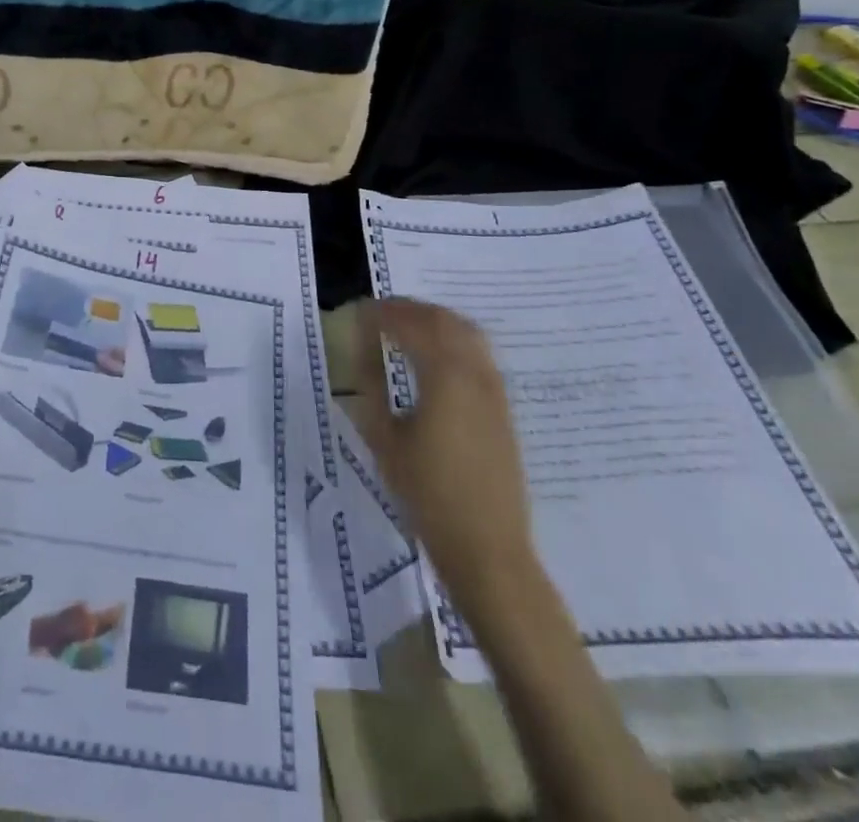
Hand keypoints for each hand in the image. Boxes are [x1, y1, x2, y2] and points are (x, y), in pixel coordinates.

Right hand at [347, 298, 535, 602]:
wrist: (488, 548)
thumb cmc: (427, 495)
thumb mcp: (384, 439)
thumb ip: (370, 385)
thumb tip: (362, 349)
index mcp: (445, 377)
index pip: (410, 325)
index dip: (381, 313)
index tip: (356, 312)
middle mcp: (475, 373)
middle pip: (442, 319)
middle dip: (407, 309)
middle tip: (377, 313)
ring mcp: (494, 389)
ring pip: (466, 331)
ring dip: (433, 319)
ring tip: (403, 327)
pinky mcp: (502, 406)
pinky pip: (477, 352)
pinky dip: (451, 338)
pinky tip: (432, 355)